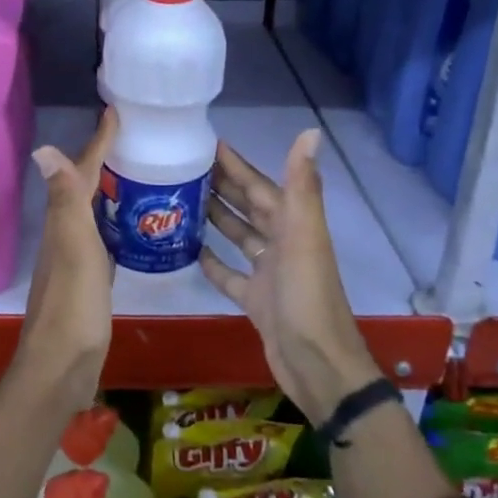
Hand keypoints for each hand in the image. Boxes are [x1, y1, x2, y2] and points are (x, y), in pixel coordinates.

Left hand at [13, 108, 116, 415]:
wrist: (62, 366)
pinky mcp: (88, 280)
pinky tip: (132, 226)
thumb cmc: (74, 304)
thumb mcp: (74, 246)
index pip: (82, 171)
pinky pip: (103, 237)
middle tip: (133, 138)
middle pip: (84, 187)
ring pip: (92, 211)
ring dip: (109, 189)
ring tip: (138, 172)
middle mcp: (66, 234)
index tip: (115, 112)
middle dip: (104, 159)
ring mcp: (76, 258)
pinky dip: (115, 222)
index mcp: (65, 221)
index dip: (98, 142)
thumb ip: (66, 200)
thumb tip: (43, 147)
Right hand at [199, 129, 382, 425]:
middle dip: (221, 186)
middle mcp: (282, 243)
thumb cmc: (307, 298)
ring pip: (238, 237)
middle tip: (181, 169)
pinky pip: (230, 274)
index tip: (205, 143)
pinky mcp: (256, 300)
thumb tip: (310, 131)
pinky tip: (189, 250)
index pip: (259, 185)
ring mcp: (268, 273)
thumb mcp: (304, 237)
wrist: (318, 366)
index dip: (236, 164)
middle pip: (248, 207)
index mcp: (293, 225)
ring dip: (215, 218)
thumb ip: (302, 186)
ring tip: (180, 201)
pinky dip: (213, 261)